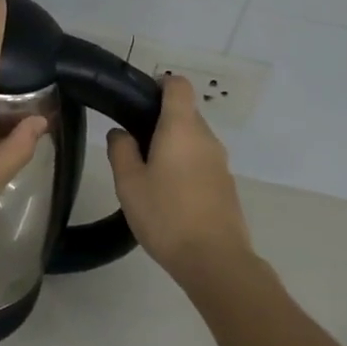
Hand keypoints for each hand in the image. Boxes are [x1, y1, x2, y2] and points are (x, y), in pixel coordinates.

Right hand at [107, 75, 254, 285]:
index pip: (178, 85)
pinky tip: (168, 193)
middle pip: (185, 112)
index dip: (159, 84)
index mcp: (181, 128)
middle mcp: (206, 137)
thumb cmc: (166, 215)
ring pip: (193, 139)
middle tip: (133, 143)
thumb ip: (121, 150)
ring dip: (172, 145)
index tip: (138, 101)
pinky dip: (185, 165)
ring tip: (147, 172)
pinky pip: (202, 161)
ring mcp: (220, 162)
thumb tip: (120, 133)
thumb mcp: (129, 183)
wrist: (214, 260)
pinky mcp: (226, 184)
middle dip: (160, 120)